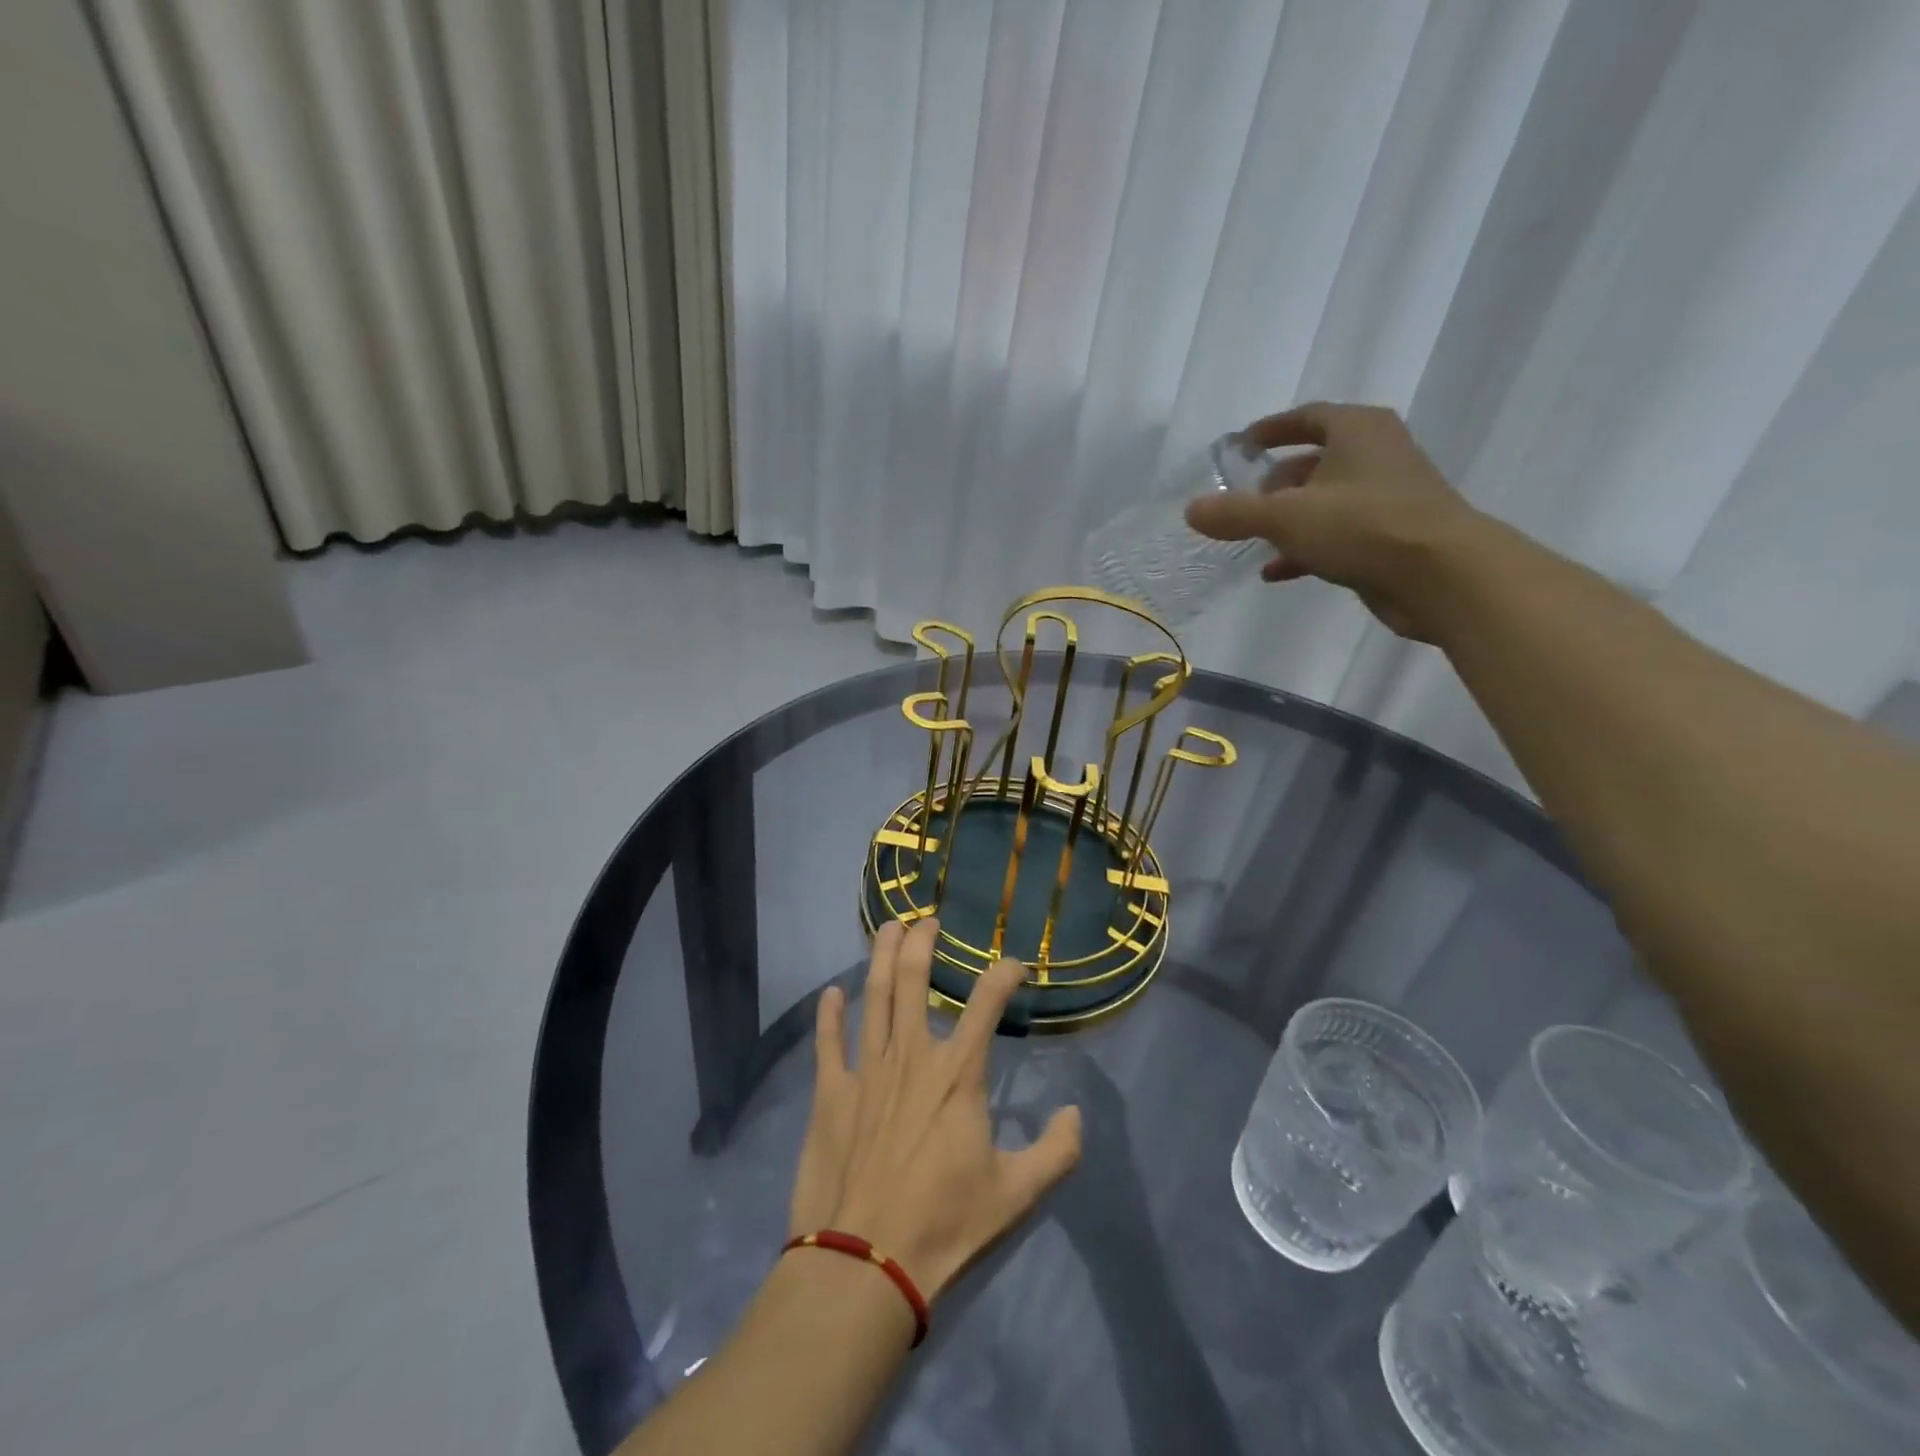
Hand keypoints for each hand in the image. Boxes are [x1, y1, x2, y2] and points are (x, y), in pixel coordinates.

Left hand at [788, 919, 1082, 1299]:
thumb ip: (1057, 1152)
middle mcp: (911, 1057)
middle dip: (921, 944)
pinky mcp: (830, 1093)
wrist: (863, 1264)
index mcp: (958, 1074)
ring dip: (880, 957)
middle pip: (913, 981)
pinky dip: (829, 1014)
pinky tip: (831, 992)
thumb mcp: (1016, 1195)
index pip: (986, 1004)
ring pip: (873, 997)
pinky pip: (828, 1042)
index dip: (1003, 975)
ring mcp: (866, 1070)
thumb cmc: (943, 1225)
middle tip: (927, 920)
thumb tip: (1077, 1114)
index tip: (1014, 964)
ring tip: (888, 927)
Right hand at [1183, 402, 1482, 639]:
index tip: (1243, 445)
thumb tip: (1191, 509)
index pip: (1308, 417)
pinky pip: (1340, 534)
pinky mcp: (1393, 536)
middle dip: (1277, 482)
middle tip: (1246, 501)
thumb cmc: (1362, 526)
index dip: (1272, 428)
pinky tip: (1277, 571)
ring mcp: (1389, 496)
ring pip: (1327, 501)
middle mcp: (1378, 454)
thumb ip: (1235, 513)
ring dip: (1290, 519)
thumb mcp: (1285, 517)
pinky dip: (1308, 548)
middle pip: (1317, 460)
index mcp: (1357, 431)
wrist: (1441, 575)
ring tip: (1255, 539)